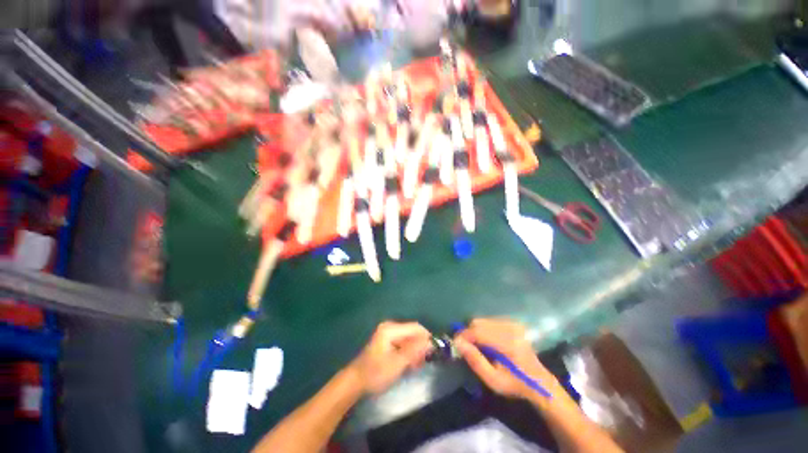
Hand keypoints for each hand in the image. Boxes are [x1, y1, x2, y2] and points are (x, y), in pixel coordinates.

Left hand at [348, 321, 433, 394]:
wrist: (356, 381)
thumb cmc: (376, 373)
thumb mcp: (397, 363)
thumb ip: (414, 351)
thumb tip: (430, 342)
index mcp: (391, 329)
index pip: (415, 327)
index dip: (426, 337)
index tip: (434, 351)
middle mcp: (390, 327)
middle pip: (412, 332)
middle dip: (420, 346)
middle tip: (424, 362)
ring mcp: (388, 333)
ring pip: (409, 338)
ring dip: (415, 350)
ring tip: (416, 365)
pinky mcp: (388, 341)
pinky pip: (403, 343)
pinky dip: (409, 352)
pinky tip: (410, 364)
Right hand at [454, 319, 558, 400]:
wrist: (539, 381)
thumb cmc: (515, 384)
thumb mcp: (493, 380)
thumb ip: (475, 360)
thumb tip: (458, 343)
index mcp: (506, 343)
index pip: (477, 331)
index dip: (463, 336)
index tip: (456, 345)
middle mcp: (509, 328)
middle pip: (478, 322)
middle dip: (469, 333)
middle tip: (466, 347)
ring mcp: (512, 324)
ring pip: (483, 320)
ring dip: (476, 331)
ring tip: (477, 346)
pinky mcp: (512, 323)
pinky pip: (490, 321)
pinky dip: (484, 329)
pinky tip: (487, 342)